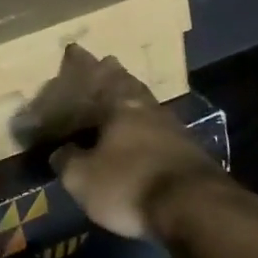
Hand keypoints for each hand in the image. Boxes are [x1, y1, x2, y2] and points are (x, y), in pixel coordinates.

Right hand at [21, 44, 230, 239]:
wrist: (195, 209)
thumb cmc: (129, 184)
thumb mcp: (82, 178)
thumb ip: (67, 160)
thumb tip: (61, 151)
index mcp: (120, 105)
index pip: (98, 75)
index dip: (83, 64)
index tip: (74, 49)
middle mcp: (149, 109)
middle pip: (129, 85)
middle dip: (115, 75)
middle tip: (104, 65)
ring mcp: (175, 130)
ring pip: (147, 106)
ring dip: (134, 101)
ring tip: (121, 102)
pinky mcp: (190, 154)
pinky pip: (160, 132)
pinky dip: (147, 130)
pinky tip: (143, 137)